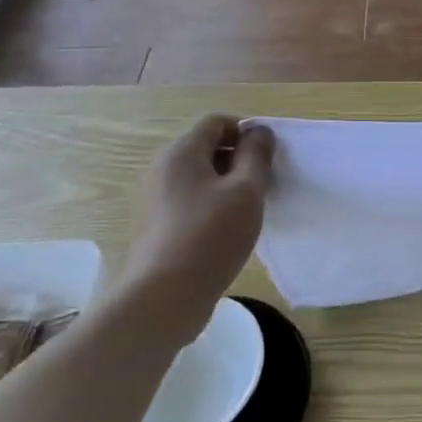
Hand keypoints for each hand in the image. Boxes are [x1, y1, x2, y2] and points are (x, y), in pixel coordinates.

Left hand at [122, 115, 275, 334]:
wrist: (163, 299)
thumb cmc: (211, 236)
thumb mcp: (246, 190)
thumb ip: (256, 155)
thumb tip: (259, 131)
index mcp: (181, 153)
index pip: (217, 122)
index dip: (246, 132)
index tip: (267, 158)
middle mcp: (162, 169)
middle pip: (207, 148)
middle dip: (238, 159)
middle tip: (262, 185)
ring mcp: (155, 199)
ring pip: (200, 177)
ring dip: (227, 185)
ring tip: (247, 211)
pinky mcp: (156, 226)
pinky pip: (190, 200)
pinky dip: (211, 205)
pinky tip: (226, 231)